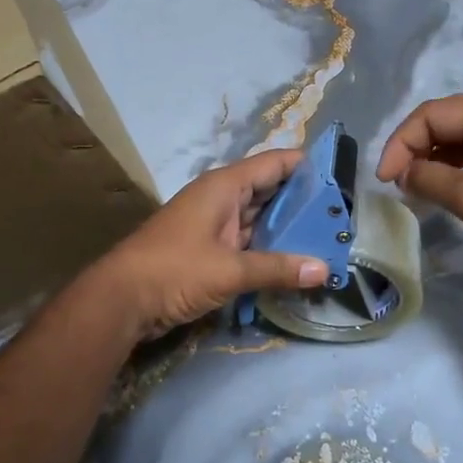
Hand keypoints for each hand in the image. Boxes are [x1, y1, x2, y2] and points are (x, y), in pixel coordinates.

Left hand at [90, 149, 328, 340]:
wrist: (120, 300)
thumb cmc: (174, 271)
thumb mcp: (230, 270)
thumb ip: (278, 268)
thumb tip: (324, 269)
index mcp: (224, 186)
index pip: (275, 163)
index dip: (307, 165)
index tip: (342, 177)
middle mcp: (221, 198)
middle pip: (270, 190)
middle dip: (304, 202)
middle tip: (342, 216)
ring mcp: (213, 223)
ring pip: (260, 218)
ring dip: (288, 228)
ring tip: (328, 239)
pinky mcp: (208, 249)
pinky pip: (247, 240)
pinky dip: (269, 248)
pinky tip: (294, 262)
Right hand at [376, 95, 462, 288]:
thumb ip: (429, 179)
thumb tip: (401, 174)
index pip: (432, 114)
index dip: (401, 142)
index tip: (384, 178)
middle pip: (443, 122)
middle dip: (413, 148)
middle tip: (394, 181)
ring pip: (455, 140)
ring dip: (428, 160)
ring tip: (410, 187)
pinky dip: (448, 171)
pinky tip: (435, 190)